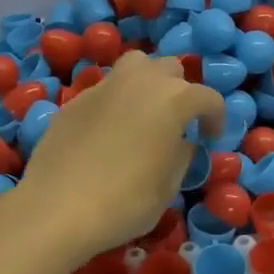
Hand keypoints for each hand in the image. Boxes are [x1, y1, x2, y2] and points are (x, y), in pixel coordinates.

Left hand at [17, 52, 224, 262]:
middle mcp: (140, 81)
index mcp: (173, 99)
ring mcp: (104, 86)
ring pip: (136, 65)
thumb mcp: (167, 187)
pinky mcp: (76, 99)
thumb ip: (182, 155)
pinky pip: (106, 88)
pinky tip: (109, 131)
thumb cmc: (125, 202)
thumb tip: (181, 142)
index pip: (208, 97)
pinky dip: (116, 100)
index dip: (215, 117)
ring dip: (147, 81)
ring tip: (144, 112)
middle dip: (180, 91)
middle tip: (177, 122)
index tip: (209, 138)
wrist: (57, 208)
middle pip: (171, 69)